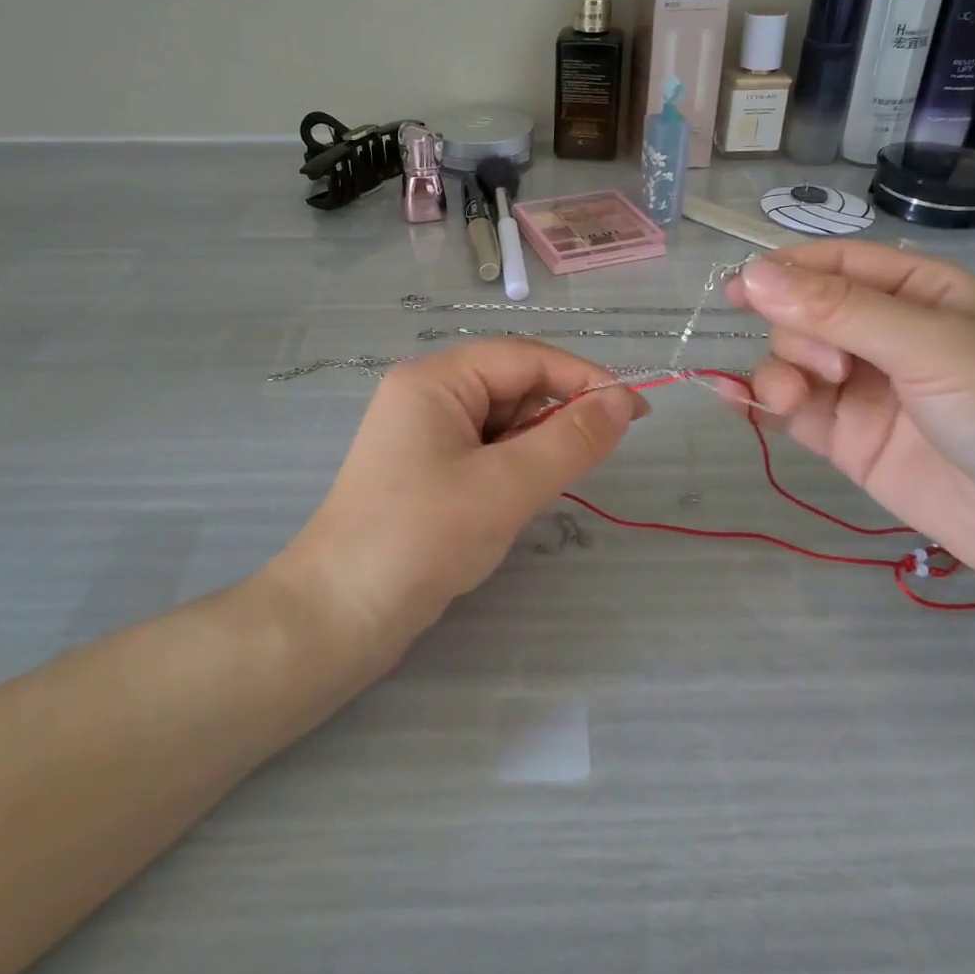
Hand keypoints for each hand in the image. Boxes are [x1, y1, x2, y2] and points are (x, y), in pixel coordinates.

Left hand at [273, 341, 644, 646]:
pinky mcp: (424, 468)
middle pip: (512, 384)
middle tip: (587, 460)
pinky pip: (485, 450)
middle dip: (555, 416)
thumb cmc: (421, 539)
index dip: (584, 378)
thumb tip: (623, 401)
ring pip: (502, 421)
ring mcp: (422, 432)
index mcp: (435, 378)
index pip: (524, 356)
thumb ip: (571, 440)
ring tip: (532, 492)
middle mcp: (426, 394)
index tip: (636, 411)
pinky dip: (511, 468)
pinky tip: (511, 501)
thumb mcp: (506, 487)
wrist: (338, 616)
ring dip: (533, 447)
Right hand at [726, 242, 974, 595]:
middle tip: (827, 368)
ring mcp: (862, 387)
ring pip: (791, 359)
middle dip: (796, 333)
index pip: (834, 264)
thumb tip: (751, 274)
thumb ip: (838, 311)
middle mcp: (885, 333)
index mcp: (917, 291)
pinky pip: (789, 407)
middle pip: (804, 312)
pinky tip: (733, 399)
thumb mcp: (930, 346)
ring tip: (790, 400)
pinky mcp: (847, 436)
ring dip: (777, 372)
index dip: (783, 271)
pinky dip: (759, 401)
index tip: (736, 288)